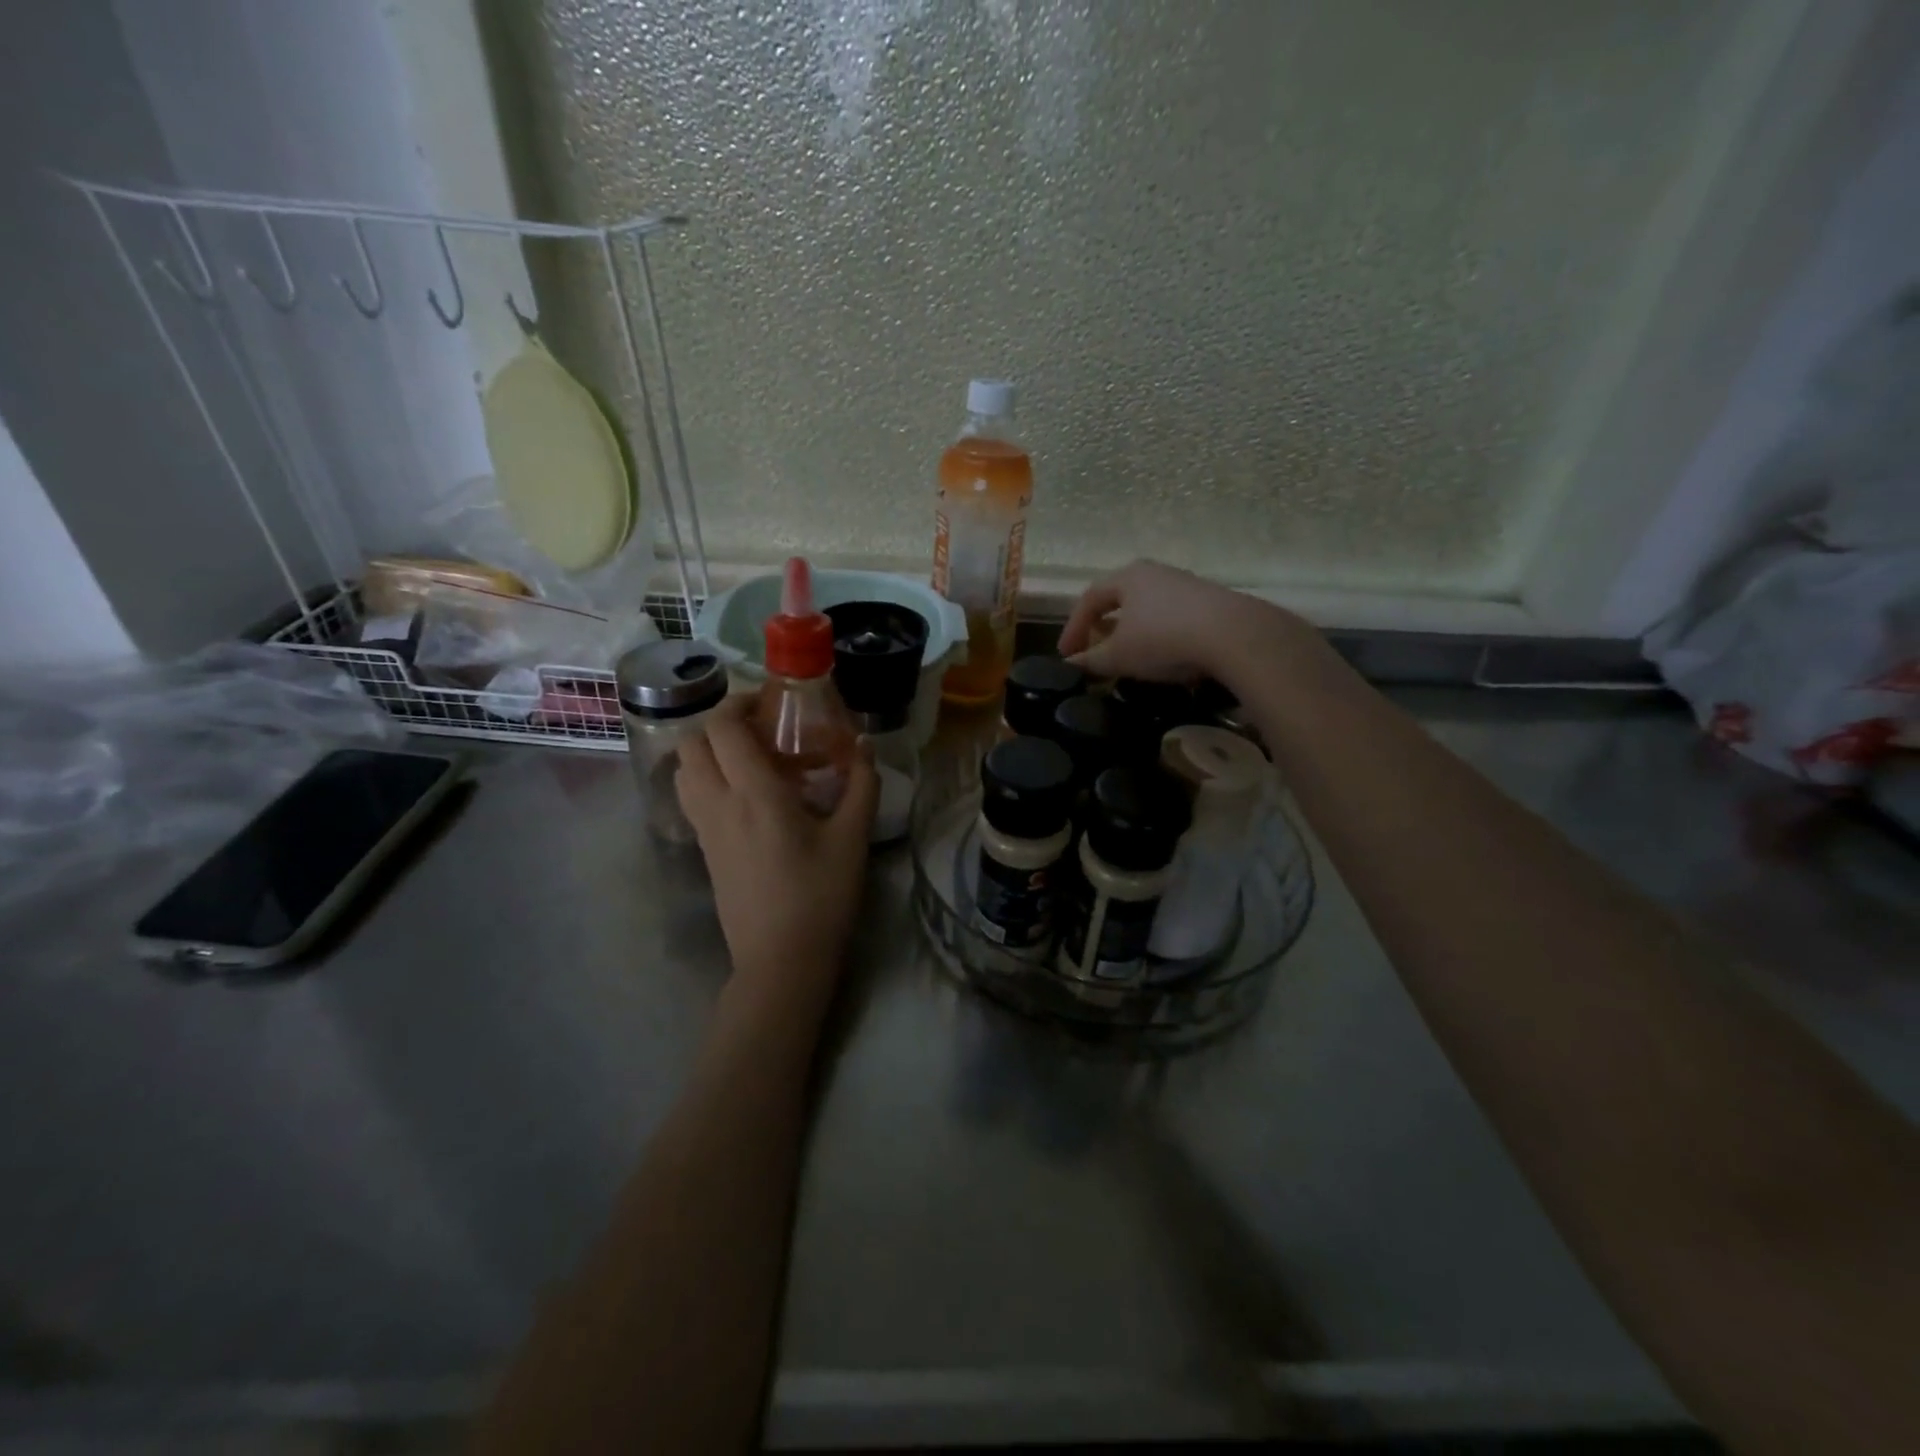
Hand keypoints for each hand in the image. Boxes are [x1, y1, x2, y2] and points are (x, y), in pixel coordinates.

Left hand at [675, 695, 878, 1007]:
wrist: (781, 960)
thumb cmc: (821, 896)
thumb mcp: (852, 838)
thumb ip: (862, 784)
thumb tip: (864, 745)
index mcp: (754, 795)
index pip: (723, 728)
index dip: (740, 704)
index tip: (772, 705)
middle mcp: (718, 804)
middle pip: (692, 742)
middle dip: (721, 724)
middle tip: (762, 730)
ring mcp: (704, 829)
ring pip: (684, 770)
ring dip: (710, 752)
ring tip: (752, 761)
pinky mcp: (704, 850)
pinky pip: (692, 798)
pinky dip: (708, 779)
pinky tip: (748, 797)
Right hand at [1059, 559, 1304, 685]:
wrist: (1233, 636)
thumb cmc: (1163, 639)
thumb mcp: (1119, 655)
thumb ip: (1091, 660)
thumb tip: (1072, 664)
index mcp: (1127, 577)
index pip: (1089, 598)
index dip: (1073, 628)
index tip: (1066, 656)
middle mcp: (1155, 573)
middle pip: (1119, 598)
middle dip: (1102, 626)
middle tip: (1092, 650)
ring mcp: (1185, 585)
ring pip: (1146, 608)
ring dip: (1130, 632)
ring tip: (1125, 656)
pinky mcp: (1210, 603)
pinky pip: (1171, 617)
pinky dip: (1156, 635)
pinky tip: (1160, 656)